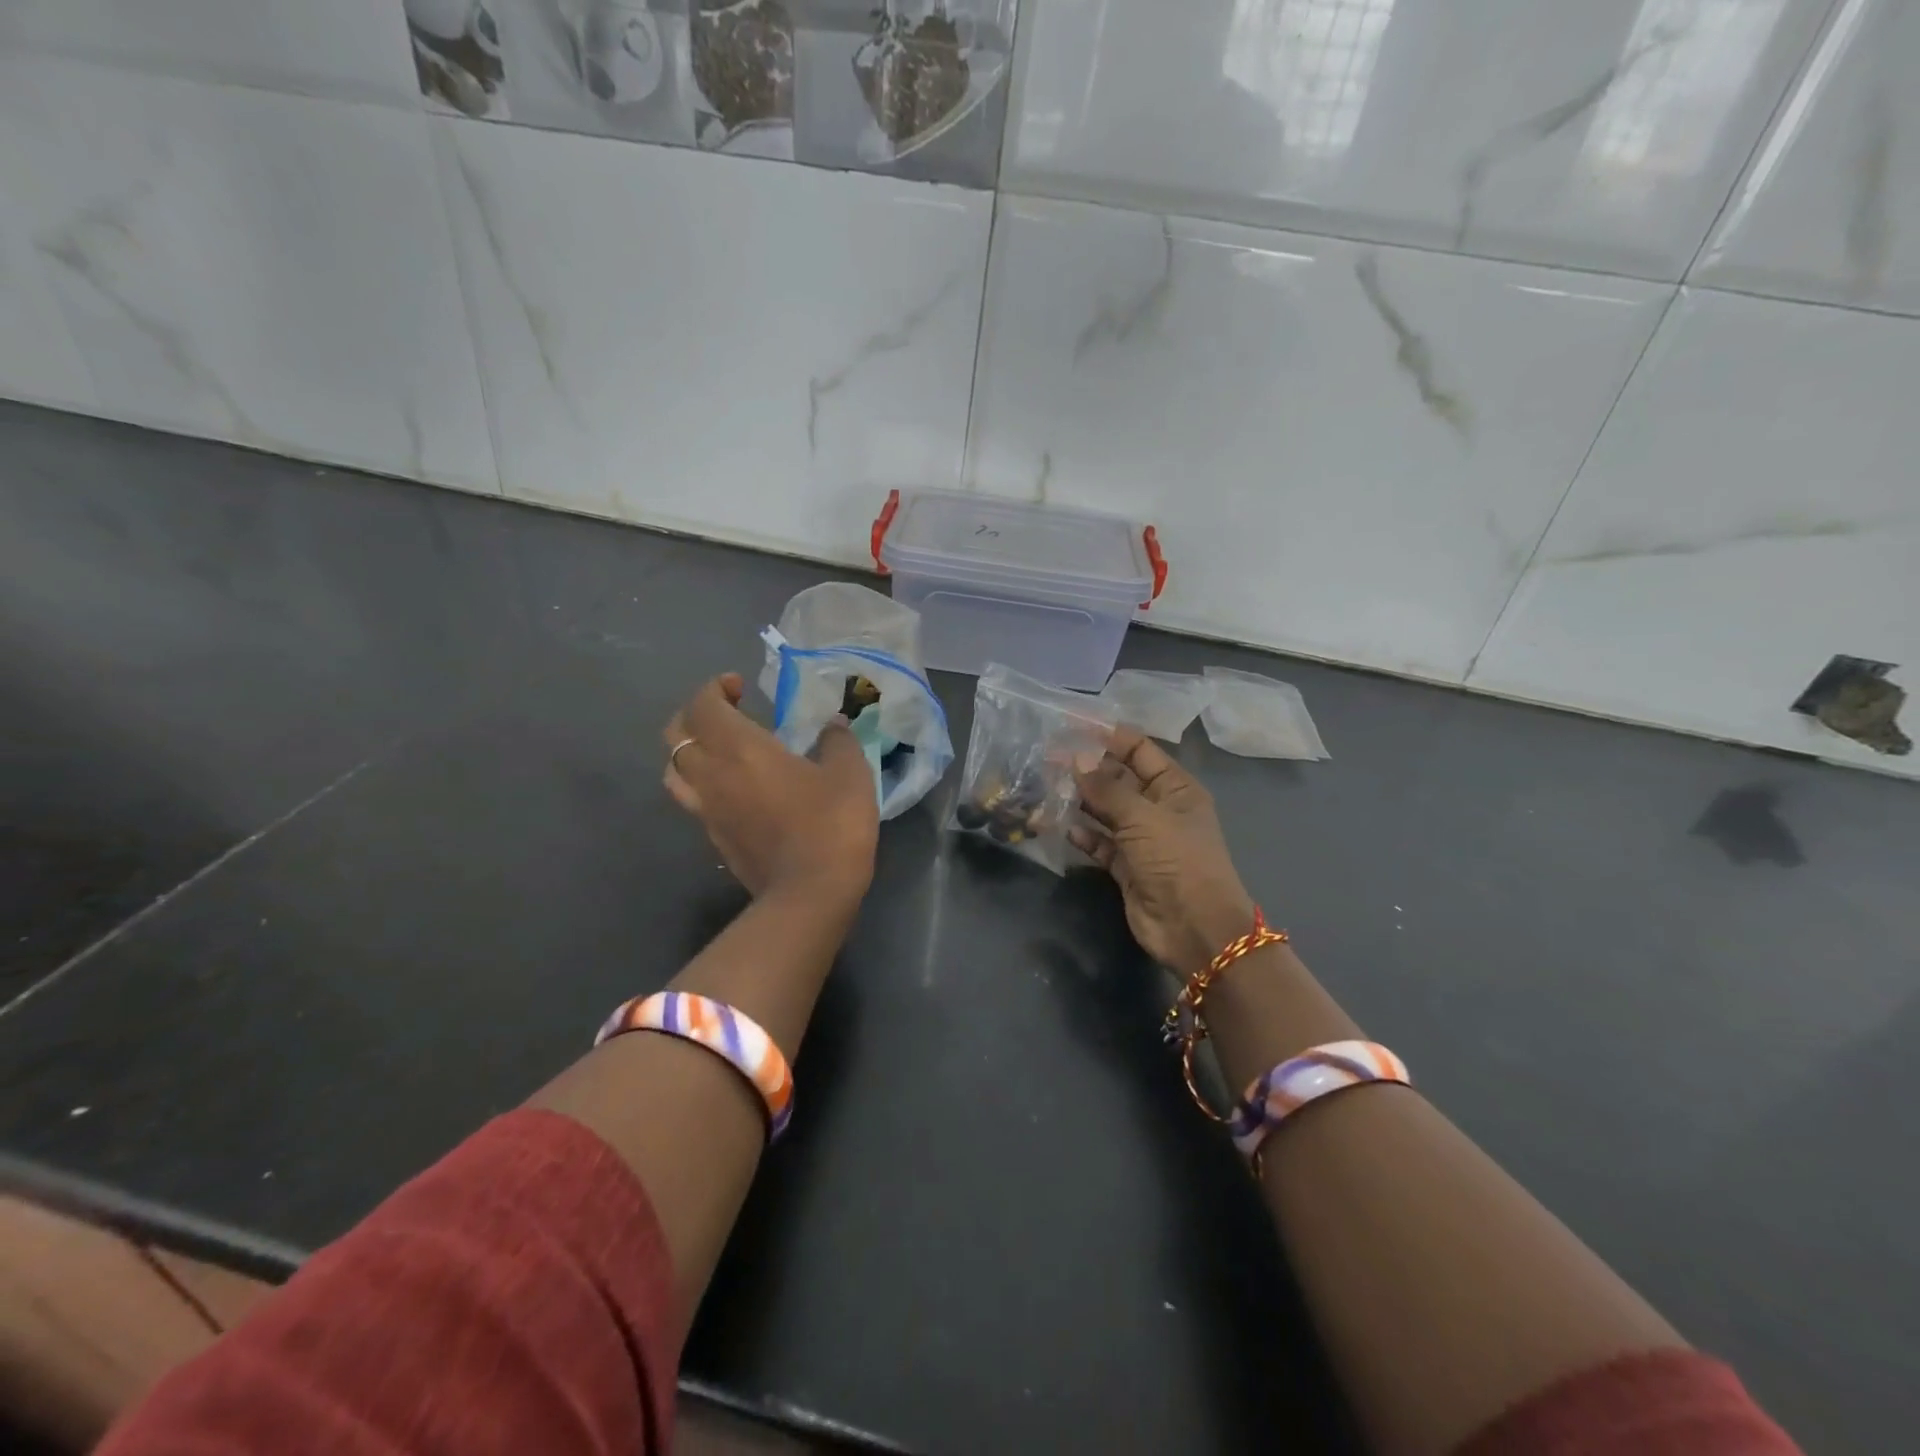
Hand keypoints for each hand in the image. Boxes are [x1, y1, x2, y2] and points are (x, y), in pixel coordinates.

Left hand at [663, 673, 878, 904]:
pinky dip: (702, 783)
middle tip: (727, 712)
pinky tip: (732, 788)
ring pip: (673, 770)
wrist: (811, 893)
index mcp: (740, 750)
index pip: (704, 705)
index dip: (715, 688)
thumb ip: (838, 741)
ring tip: (719, 748)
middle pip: (676, 734)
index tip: (740, 686)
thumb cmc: (831, 824)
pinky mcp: (714, 838)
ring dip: (689, 750)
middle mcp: (712, 775)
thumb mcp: (849, 773)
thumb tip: (833, 725)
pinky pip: (692, 799)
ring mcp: (707, 810)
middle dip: (695, 714)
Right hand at [1070, 727, 1256, 973]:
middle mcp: (1159, 808)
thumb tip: (1076, 758)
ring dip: (1080, 801)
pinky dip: (1084, 836)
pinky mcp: (1127, 866)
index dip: (1107, 736)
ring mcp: (1142, 838)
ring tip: (1046, 788)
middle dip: (1087, 769)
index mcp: (1175, 788)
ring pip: (1106, 811)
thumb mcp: (1143, 818)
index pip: (1139, 750)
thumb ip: (1106, 789)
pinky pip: (1101, 843)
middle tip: (1048, 759)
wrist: (1195, 929)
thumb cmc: (1177, 861)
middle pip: (1118, 779)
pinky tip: (1062, 828)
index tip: (1071, 726)